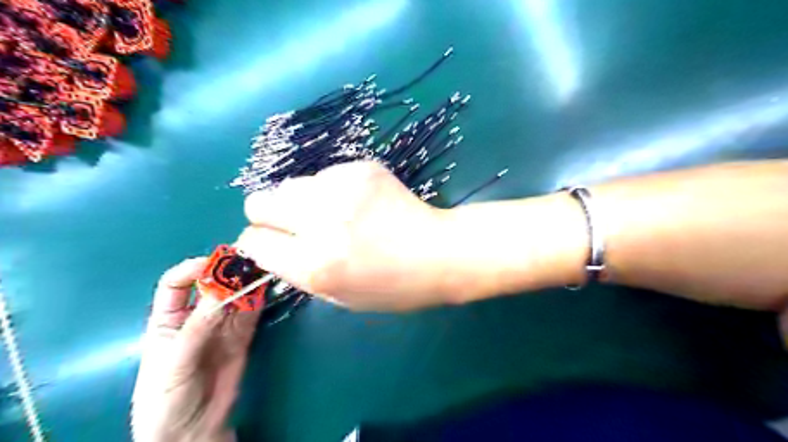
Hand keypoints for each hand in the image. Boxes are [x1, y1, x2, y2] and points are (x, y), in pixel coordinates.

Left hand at [130, 259, 261, 441]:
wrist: (191, 431)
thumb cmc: (166, 398)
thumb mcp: (174, 362)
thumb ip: (197, 327)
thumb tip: (222, 291)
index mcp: (168, 319)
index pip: (177, 284)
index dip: (193, 269)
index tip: (214, 264)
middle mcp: (197, 317)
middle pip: (212, 286)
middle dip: (228, 273)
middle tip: (248, 261)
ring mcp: (222, 326)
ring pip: (235, 297)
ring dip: (247, 284)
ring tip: (262, 270)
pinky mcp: (242, 336)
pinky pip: (251, 314)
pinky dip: (259, 301)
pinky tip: (266, 289)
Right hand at [237, 161, 451, 309]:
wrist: (439, 251)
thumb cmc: (393, 286)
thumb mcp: (339, 297)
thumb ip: (298, 271)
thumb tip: (272, 245)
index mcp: (314, 266)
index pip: (254, 242)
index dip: (259, 243)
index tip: (272, 243)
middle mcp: (320, 223)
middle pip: (259, 202)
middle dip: (269, 215)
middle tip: (296, 224)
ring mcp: (341, 189)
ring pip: (290, 185)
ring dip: (302, 201)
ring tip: (334, 213)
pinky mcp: (360, 168)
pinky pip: (325, 175)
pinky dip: (332, 189)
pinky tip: (359, 202)